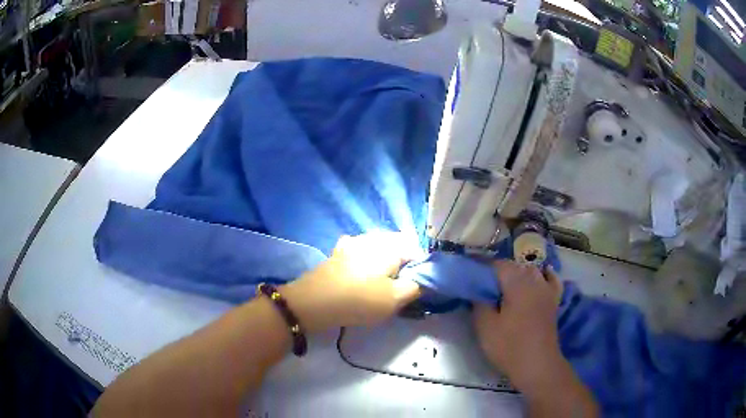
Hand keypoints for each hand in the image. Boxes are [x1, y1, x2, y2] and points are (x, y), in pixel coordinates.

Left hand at [281, 232, 422, 331]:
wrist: (313, 302)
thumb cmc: (358, 300)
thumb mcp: (394, 300)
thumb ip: (414, 287)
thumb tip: (418, 281)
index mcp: (389, 246)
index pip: (416, 250)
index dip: (420, 268)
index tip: (415, 285)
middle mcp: (372, 238)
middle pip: (397, 245)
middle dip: (402, 262)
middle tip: (400, 284)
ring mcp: (352, 242)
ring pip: (378, 246)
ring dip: (384, 260)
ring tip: (381, 280)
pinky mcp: (338, 252)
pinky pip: (359, 251)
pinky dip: (365, 259)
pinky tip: (361, 272)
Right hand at [473, 261, 563, 390]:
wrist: (537, 364)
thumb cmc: (509, 346)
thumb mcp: (485, 327)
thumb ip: (479, 303)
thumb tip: (477, 289)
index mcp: (517, 284)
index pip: (498, 265)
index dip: (483, 267)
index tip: (471, 274)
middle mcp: (534, 281)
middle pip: (515, 266)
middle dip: (499, 271)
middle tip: (484, 285)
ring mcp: (547, 290)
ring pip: (531, 271)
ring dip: (518, 274)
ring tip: (505, 286)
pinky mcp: (554, 301)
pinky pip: (551, 280)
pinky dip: (545, 275)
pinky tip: (541, 275)